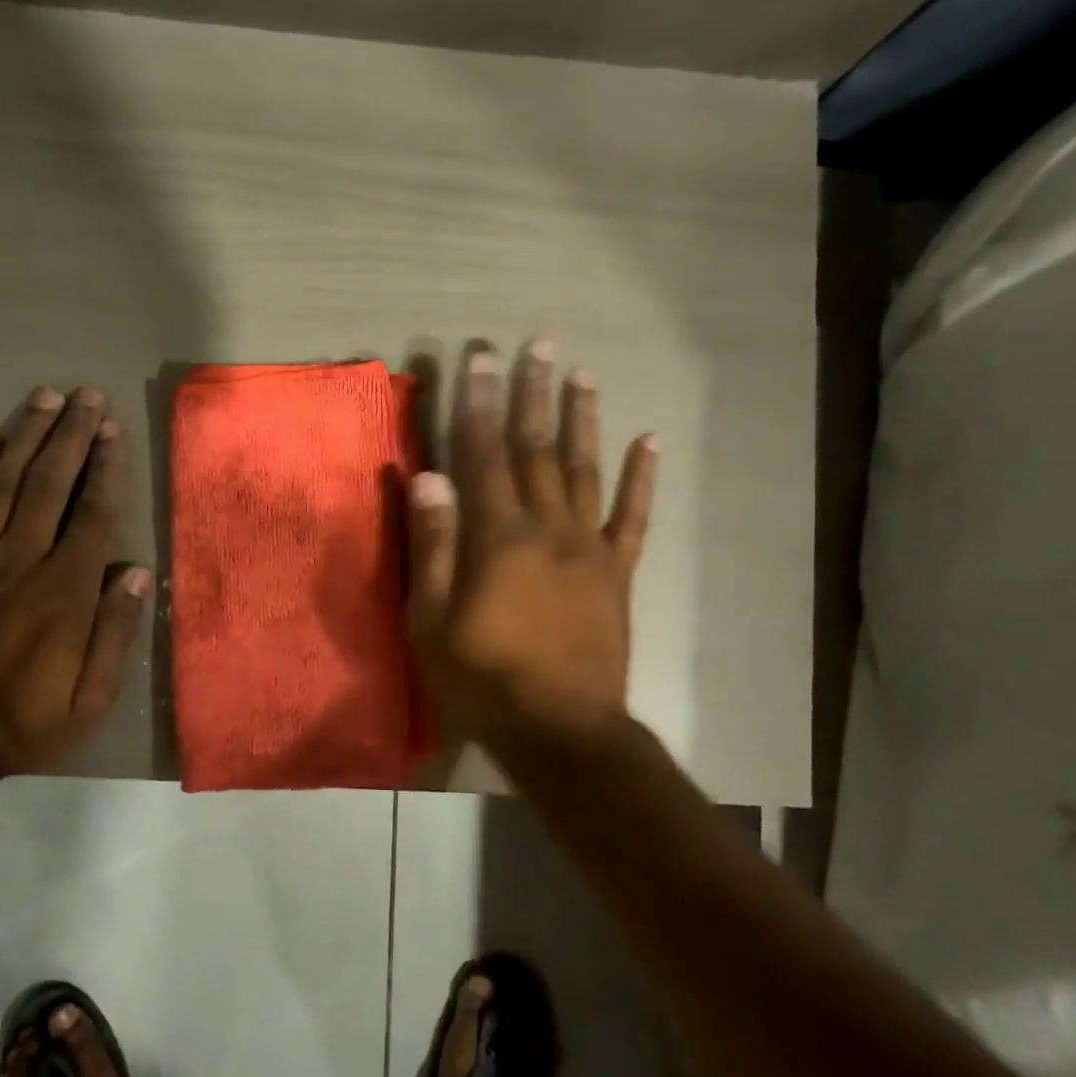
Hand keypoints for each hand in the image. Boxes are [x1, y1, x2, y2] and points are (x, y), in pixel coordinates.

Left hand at [0, 387, 150, 775]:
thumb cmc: (23, 719)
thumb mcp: (91, 698)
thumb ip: (116, 633)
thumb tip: (137, 573)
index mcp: (65, 593)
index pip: (92, 516)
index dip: (105, 469)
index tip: (113, 430)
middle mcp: (21, 562)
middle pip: (50, 485)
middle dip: (72, 436)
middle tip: (87, 396)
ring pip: (5, 483)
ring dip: (28, 437)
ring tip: (46, 398)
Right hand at [406, 339, 657, 751]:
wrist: (562, 731)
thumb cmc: (483, 680)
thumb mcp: (432, 621)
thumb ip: (432, 545)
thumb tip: (426, 477)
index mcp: (497, 537)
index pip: (482, 455)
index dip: (479, 404)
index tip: (481, 358)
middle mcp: (546, 527)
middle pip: (537, 449)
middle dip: (532, 395)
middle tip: (537, 345)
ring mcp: (588, 548)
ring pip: (585, 469)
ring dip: (582, 419)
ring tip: (581, 375)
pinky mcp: (616, 573)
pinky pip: (632, 517)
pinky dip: (641, 478)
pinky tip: (649, 441)